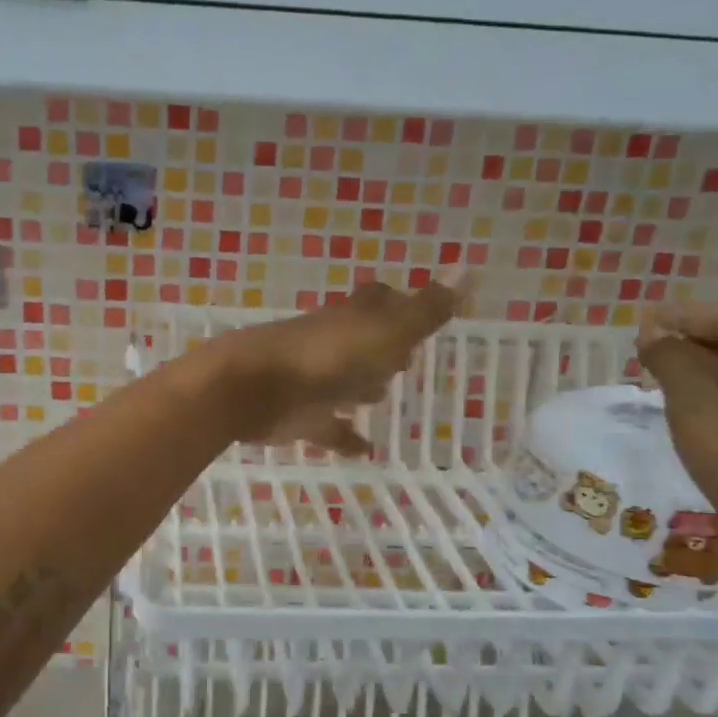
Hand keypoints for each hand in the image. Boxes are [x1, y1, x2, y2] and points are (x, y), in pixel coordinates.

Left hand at [209, 273, 469, 455]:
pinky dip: (344, 437)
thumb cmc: (322, 359)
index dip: (398, 301)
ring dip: (360, 385)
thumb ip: (425, 310)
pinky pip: (327, 427)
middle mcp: (330, 344)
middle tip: (404, 355)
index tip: (415, 306)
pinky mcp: (297, 417)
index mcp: (352, 320)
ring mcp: (311, 381)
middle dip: (380, 345)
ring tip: (382, 395)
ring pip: (341, 381)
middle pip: (358, 339)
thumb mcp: (384, 332)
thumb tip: (468, 266)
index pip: (377, 300)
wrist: (249, 389)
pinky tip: (365, 450)